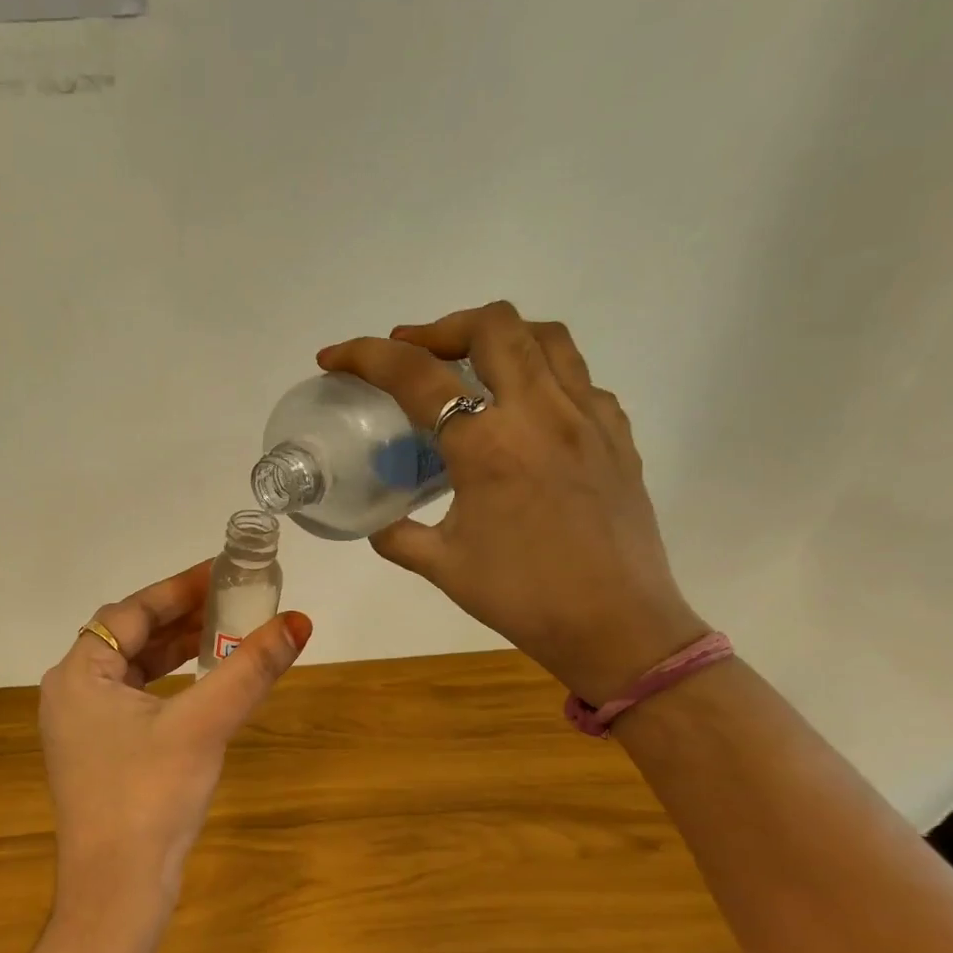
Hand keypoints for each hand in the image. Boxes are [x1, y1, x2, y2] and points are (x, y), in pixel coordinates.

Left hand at [40, 562, 311, 936]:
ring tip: (224, 632)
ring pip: (131, 670)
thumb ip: (249, 669)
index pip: (129, 612)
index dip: (177, 589)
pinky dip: (167, 685)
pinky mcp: (97, 755)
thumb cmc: (150, 798)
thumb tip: (298, 622)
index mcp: (78, 675)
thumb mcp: (203, 726)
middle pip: (128, 637)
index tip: (220, 572)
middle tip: (230, 599)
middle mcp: (70, 694)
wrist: (116, 894)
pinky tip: (201, 684)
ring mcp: (81, 728)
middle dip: (179, 618)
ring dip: (175, 650)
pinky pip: (134, 700)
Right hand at [319, 301, 705, 703]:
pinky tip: (523, 408)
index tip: (334, 357)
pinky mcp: (616, 434)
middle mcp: (540, 413)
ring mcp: (587, 417)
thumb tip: (378, 523)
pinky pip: (577, 377)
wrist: (618, 626)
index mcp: (487, 445)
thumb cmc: (524, 598)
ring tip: (467, 363)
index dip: (364, 356)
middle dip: (438, 328)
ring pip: (545, 336)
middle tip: (411, 353)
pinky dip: (540, 372)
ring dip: (495, 336)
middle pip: (490, 326)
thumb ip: (398, 536)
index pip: (415, 375)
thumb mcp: (442, 567)